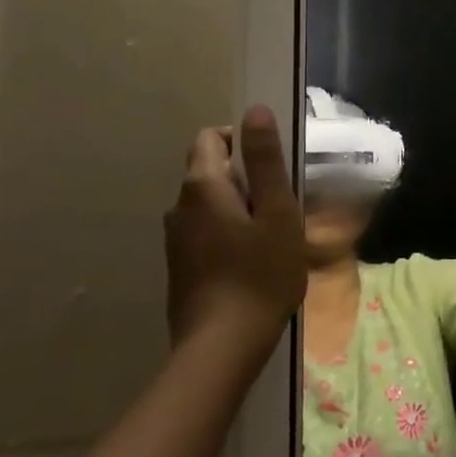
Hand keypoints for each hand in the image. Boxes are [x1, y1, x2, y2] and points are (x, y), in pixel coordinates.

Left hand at [163, 106, 306, 357]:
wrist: (222, 346)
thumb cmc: (260, 273)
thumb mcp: (276, 212)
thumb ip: (266, 160)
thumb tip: (255, 110)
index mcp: (202, 185)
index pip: (212, 137)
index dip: (242, 141)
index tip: (272, 168)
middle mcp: (179, 205)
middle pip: (210, 170)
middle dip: (245, 177)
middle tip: (280, 206)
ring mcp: (175, 238)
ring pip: (209, 204)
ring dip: (238, 207)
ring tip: (271, 236)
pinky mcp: (179, 266)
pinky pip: (204, 231)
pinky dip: (227, 232)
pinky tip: (251, 261)